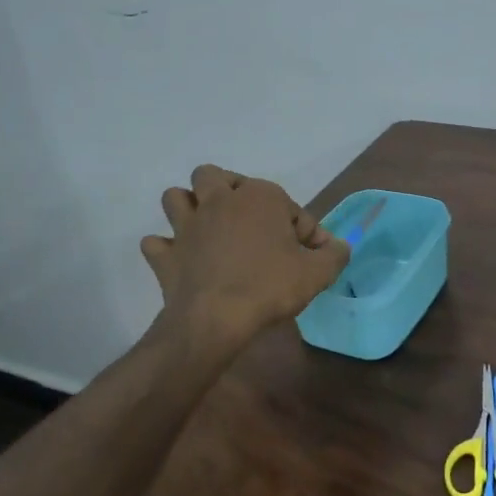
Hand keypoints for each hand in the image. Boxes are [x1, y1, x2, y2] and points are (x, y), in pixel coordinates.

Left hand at [141, 165, 348, 346]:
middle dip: (229, 190)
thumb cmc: (270, 287)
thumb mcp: (318, 273)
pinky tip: (181, 260)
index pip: (290, 206)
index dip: (305, 230)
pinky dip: (167, 249)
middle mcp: (219, 200)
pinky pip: (156, 243)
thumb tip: (339, 246)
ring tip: (208, 229)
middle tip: (247, 220)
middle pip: (215, 176)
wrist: (216, 319)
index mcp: (260, 197)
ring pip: (176, 197)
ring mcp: (186, 226)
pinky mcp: (165, 255)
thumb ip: (334, 254)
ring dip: (189, 208)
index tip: (312, 256)